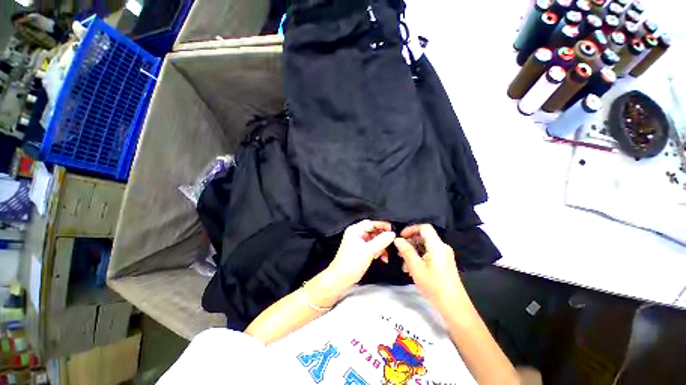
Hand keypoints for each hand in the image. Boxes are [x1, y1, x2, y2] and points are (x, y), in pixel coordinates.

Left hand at [325, 220, 395, 289]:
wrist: (341, 279)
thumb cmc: (351, 263)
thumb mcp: (368, 251)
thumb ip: (381, 241)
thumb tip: (392, 233)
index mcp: (355, 230)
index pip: (371, 223)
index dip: (382, 225)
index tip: (393, 230)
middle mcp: (356, 234)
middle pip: (374, 231)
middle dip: (383, 238)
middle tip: (391, 243)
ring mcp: (359, 242)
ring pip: (374, 240)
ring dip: (382, 246)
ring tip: (385, 255)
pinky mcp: (361, 250)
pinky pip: (373, 247)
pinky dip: (378, 251)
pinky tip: (382, 258)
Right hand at [394, 224, 462, 313]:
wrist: (454, 307)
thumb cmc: (434, 286)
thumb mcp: (416, 267)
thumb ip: (406, 251)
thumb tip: (397, 239)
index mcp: (437, 245)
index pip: (424, 227)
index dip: (411, 229)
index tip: (400, 237)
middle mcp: (442, 247)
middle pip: (423, 237)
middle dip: (409, 243)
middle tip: (399, 253)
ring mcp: (444, 255)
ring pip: (425, 247)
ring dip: (412, 252)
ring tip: (404, 265)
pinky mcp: (443, 263)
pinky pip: (429, 254)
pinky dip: (419, 258)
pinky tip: (411, 269)